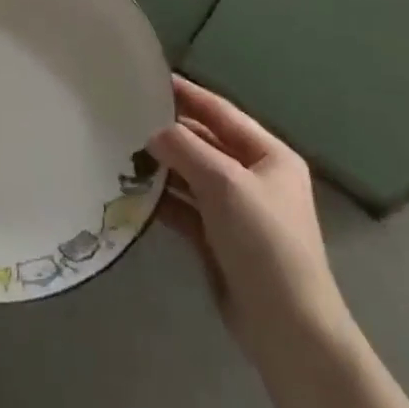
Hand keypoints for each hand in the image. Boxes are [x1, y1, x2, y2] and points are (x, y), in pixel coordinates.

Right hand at [151, 76, 349, 364]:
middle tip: (124, 114)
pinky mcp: (219, 240)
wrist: (288, 330)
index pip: (220, 111)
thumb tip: (151, 132)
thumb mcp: (225, 183)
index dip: (186, 93)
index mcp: (269, 156)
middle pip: (204, 142)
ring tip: (119, 147)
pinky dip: (162, 198)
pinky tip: (131, 188)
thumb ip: (185, 148)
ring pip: (191, 174)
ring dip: (161, 165)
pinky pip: (185, 207)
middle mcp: (254, 177)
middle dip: (168, 130)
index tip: (148, 78)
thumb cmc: (265, 242)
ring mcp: (236, 210)